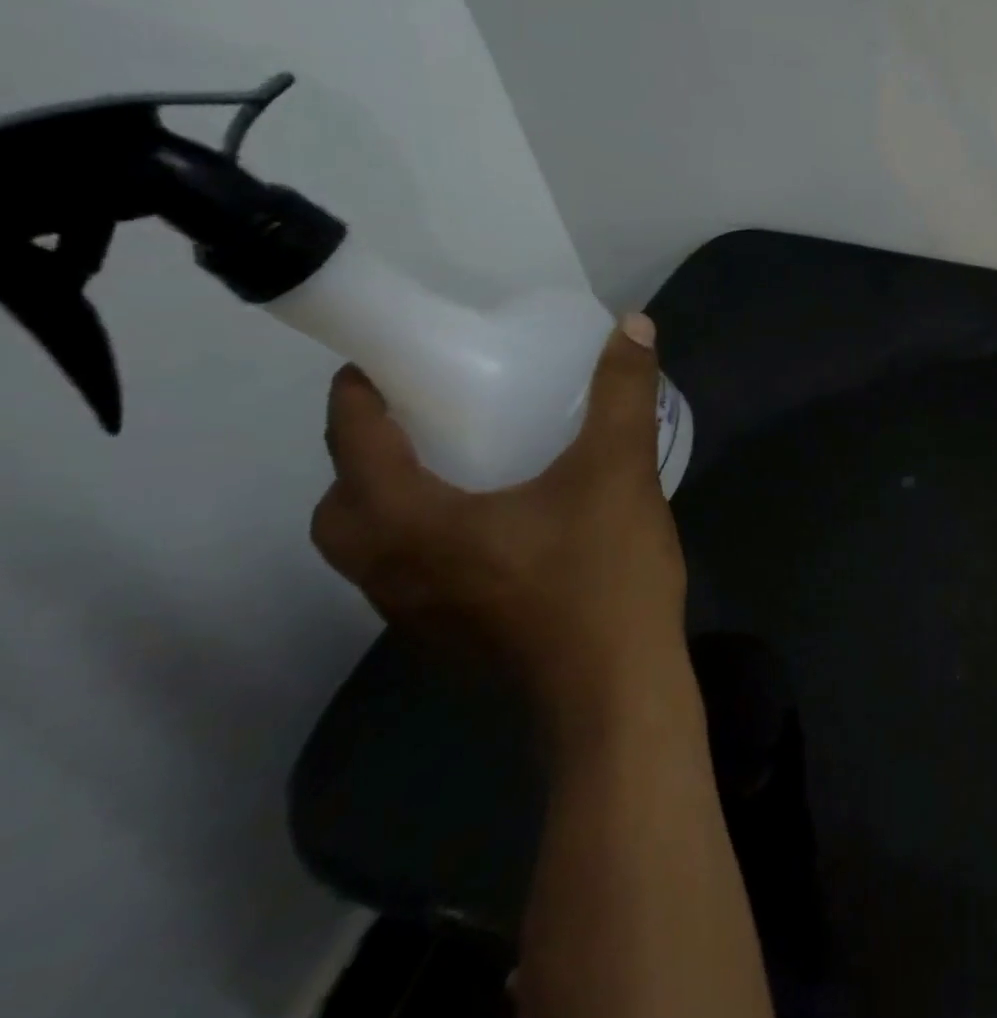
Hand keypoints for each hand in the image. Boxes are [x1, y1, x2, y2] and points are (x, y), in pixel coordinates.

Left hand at [311, 313, 689, 729]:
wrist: (617, 692)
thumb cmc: (602, 576)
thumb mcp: (618, 471)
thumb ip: (621, 394)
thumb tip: (633, 324)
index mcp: (410, 522)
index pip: (352, 443)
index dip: (357, 395)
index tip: (385, 362)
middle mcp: (390, 572)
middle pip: (342, 505)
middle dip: (366, 455)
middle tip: (426, 421)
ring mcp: (416, 616)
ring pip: (372, 548)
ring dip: (393, 503)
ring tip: (462, 470)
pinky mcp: (451, 641)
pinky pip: (411, 576)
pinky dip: (427, 541)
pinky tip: (501, 531)